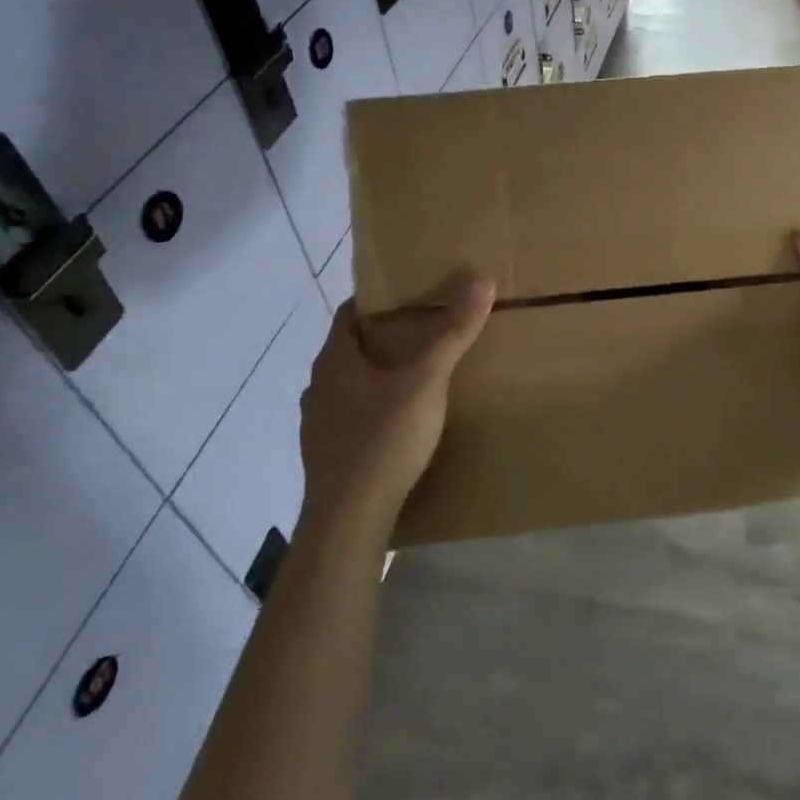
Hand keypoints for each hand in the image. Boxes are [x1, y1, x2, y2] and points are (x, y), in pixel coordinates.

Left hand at [299, 270, 495, 533]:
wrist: (349, 519)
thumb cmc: (384, 439)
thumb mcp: (427, 381)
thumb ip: (453, 332)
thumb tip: (480, 279)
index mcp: (335, 360)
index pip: (350, 312)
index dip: (378, 300)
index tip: (411, 295)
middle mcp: (319, 386)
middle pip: (350, 348)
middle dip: (384, 337)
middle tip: (425, 331)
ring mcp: (318, 424)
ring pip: (349, 385)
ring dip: (376, 375)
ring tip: (415, 376)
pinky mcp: (326, 455)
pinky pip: (350, 417)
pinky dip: (372, 409)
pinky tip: (398, 422)